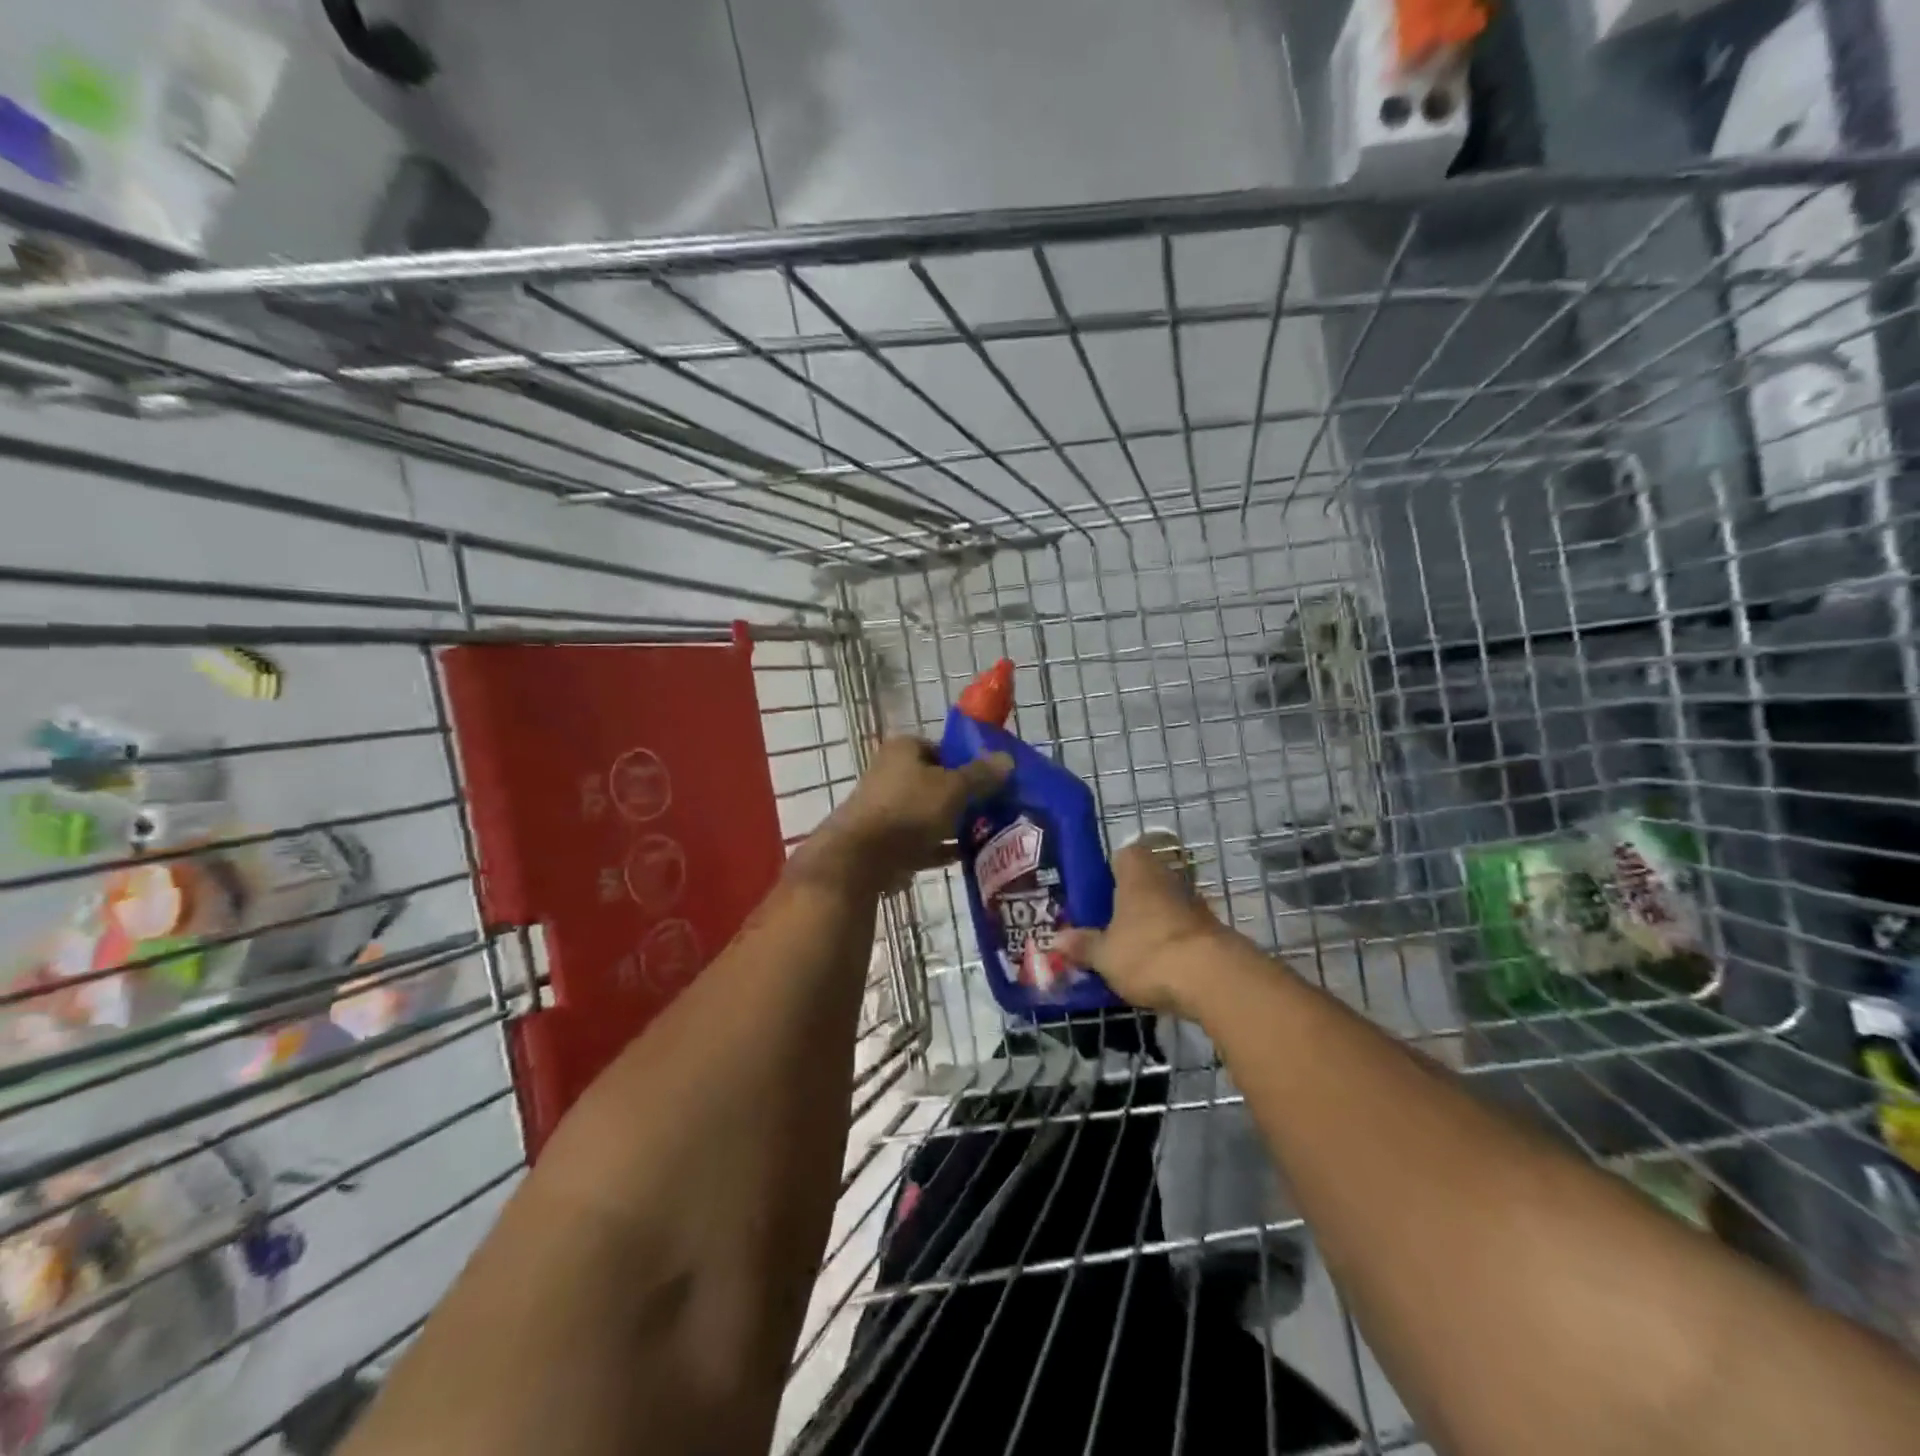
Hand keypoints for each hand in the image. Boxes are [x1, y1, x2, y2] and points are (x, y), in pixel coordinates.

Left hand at [808, 738, 1012, 890]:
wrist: (862, 859)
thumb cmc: (909, 810)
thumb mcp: (954, 788)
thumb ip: (981, 775)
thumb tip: (1007, 759)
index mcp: (903, 749)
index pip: (942, 748)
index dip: (967, 762)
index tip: (992, 780)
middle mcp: (891, 773)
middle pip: (937, 781)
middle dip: (964, 796)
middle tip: (995, 808)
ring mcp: (886, 809)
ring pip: (929, 813)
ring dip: (954, 823)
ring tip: (988, 833)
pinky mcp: (886, 842)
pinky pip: (922, 841)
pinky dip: (941, 846)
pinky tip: (968, 856)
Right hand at [1056, 841, 1235, 1015]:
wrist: (1214, 979)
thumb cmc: (1148, 953)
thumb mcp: (1104, 955)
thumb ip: (1083, 946)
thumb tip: (1057, 940)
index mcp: (1137, 873)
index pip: (1124, 855)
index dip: (1110, 871)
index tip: (1097, 894)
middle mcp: (1167, 878)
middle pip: (1145, 881)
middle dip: (1129, 900)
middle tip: (1108, 925)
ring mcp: (1194, 904)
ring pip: (1165, 905)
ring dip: (1152, 922)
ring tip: (1131, 950)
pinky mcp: (1213, 931)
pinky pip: (1183, 930)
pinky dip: (1172, 944)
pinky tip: (1159, 968)